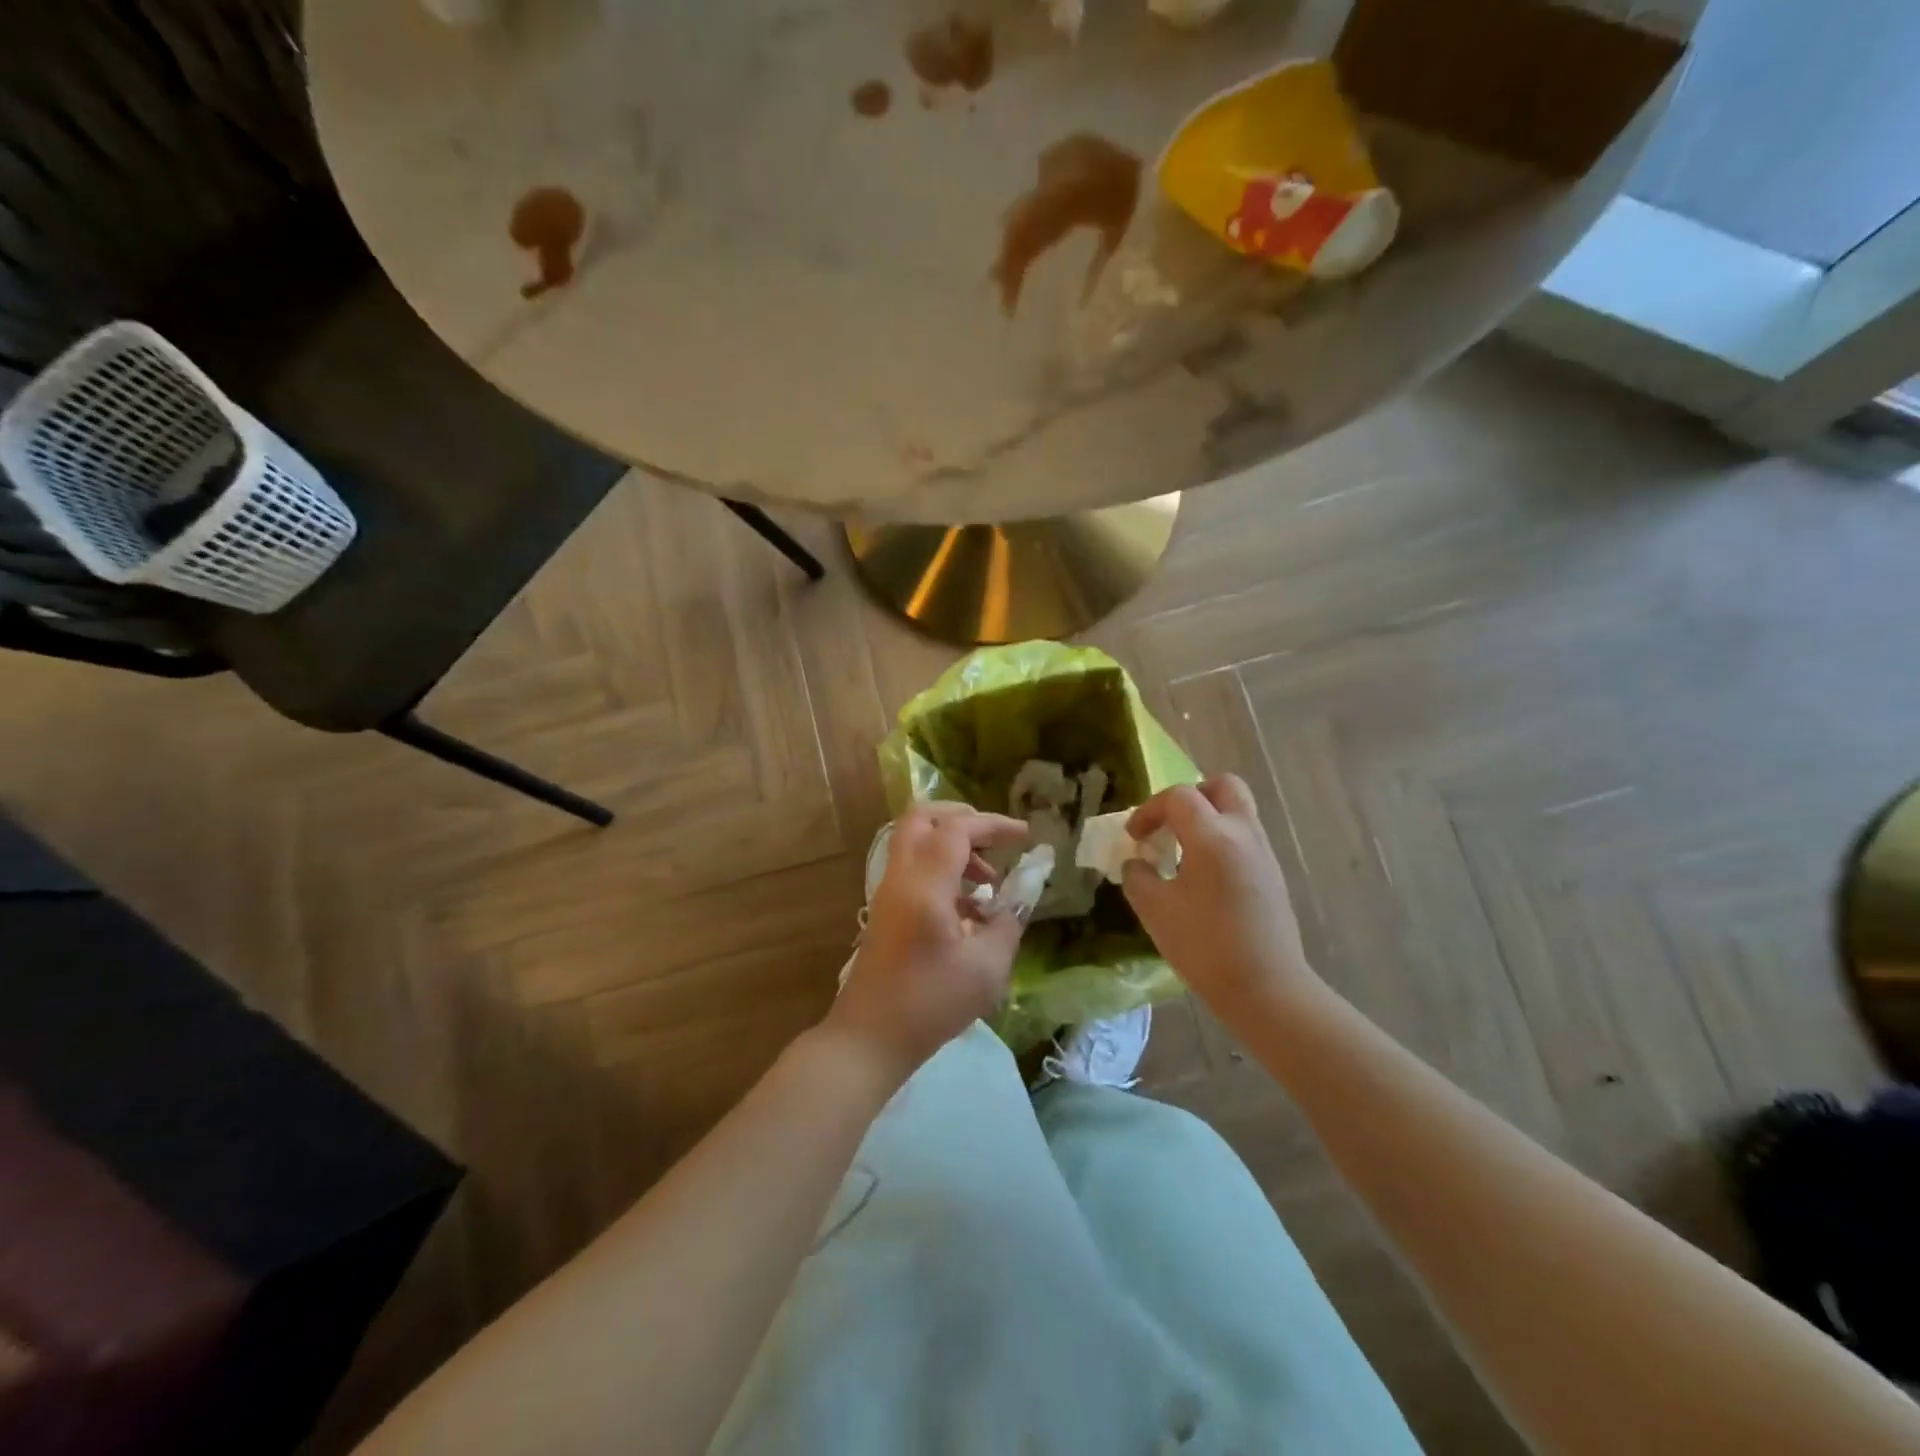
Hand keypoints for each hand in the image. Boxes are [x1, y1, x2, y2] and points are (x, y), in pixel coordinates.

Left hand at [824, 804, 1028, 1083]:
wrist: (869, 1038)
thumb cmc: (930, 1004)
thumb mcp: (986, 968)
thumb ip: (1008, 922)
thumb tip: (1023, 894)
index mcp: (925, 885)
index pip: (957, 829)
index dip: (994, 824)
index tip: (1025, 835)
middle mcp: (901, 878)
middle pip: (922, 818)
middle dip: (962, 819)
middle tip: (994, 841)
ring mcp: (888, 893)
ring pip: (915, 842)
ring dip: (953, 847)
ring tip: (988, 882)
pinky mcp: (886, 910)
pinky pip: (913, 869)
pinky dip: (942, 870)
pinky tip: (969, 910)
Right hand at [1121, 776, 1317, 1016]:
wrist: (1267, 990)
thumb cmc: (1205, 947)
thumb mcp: (1155, 910)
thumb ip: (1138, 876)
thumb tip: (1137, 863)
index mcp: (1213, 836)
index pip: (1178, 796)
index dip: (1149, 810)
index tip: (1134, 838)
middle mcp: (1244, 833)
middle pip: (1222, 786)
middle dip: (1191, 796)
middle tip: (1170, 825)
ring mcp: (1264, 853)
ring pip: (1238, 810)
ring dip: (1208, 818)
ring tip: (1183, 852)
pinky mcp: (1273, 875)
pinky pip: (1246, 837)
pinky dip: (1222, 840)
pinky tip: (1204, 877)